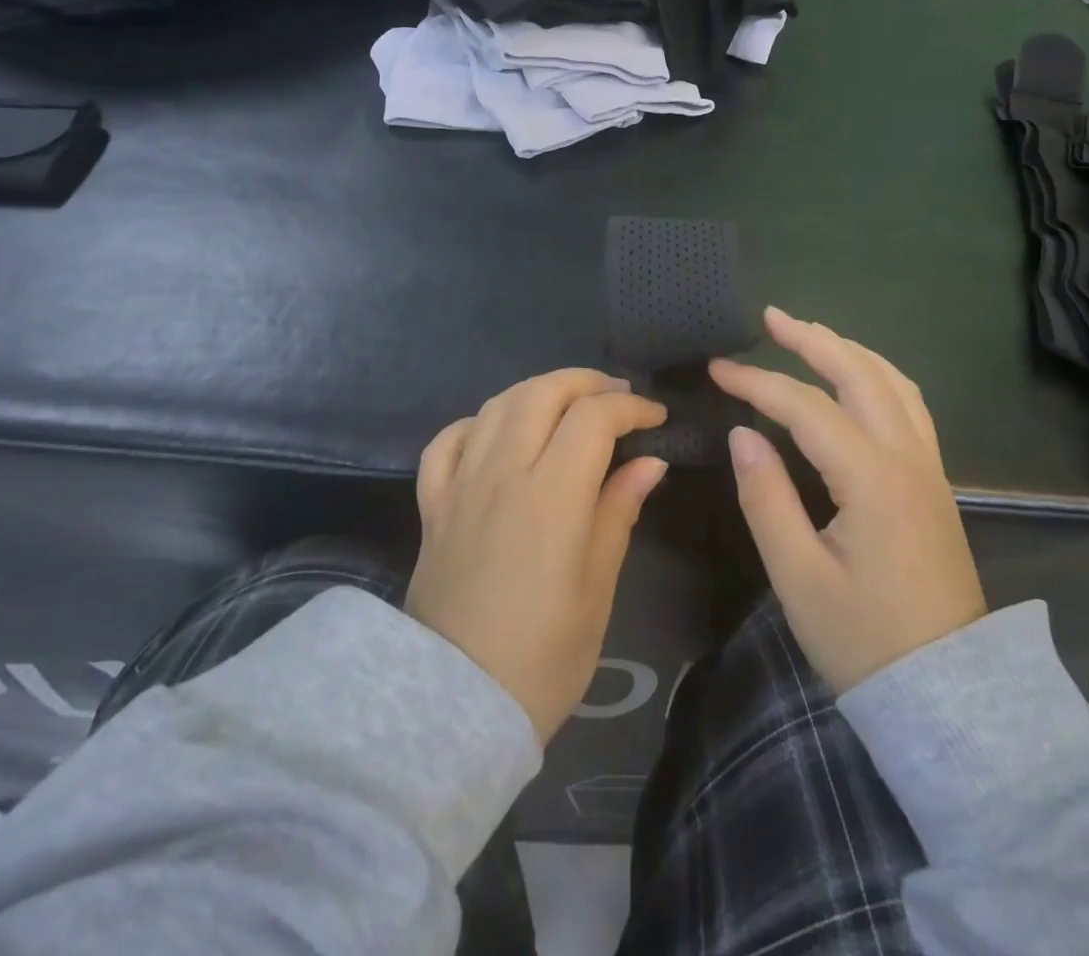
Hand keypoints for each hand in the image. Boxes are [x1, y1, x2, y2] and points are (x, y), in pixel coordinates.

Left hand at [406, 369, 668, 742]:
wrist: (455, 706)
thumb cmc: (543, 655)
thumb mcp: (597, 588)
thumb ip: (618, 511)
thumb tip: (649, 461)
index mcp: (552, 494)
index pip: (594, 417)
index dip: (631, 407)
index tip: (656, 418)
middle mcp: (503, 472)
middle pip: (542, 392)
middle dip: (586, 382)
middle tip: (617, 398)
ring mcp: (461, 484)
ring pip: (497, 405)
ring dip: (538, 391)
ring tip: (567, 405)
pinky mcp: (432, 504)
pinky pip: (448, 440)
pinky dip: (478, 422)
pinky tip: (498, 433)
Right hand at [710, 308, 987, 693]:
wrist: (949, 697)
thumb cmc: (864, 640)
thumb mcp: (799, 577)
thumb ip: (767, 497)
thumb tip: (744, 434)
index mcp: (872, 478)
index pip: (806, 408)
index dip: (757, 383)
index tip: (717, 369)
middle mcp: (908, 458)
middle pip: (860, 374)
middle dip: (813, 339)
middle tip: (770, 318)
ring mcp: (929, 468)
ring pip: (893, 383)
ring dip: (849, 351)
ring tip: (810, 336)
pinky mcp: (935, 483)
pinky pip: (909, 406)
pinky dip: (878, 375)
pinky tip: (859, 380)